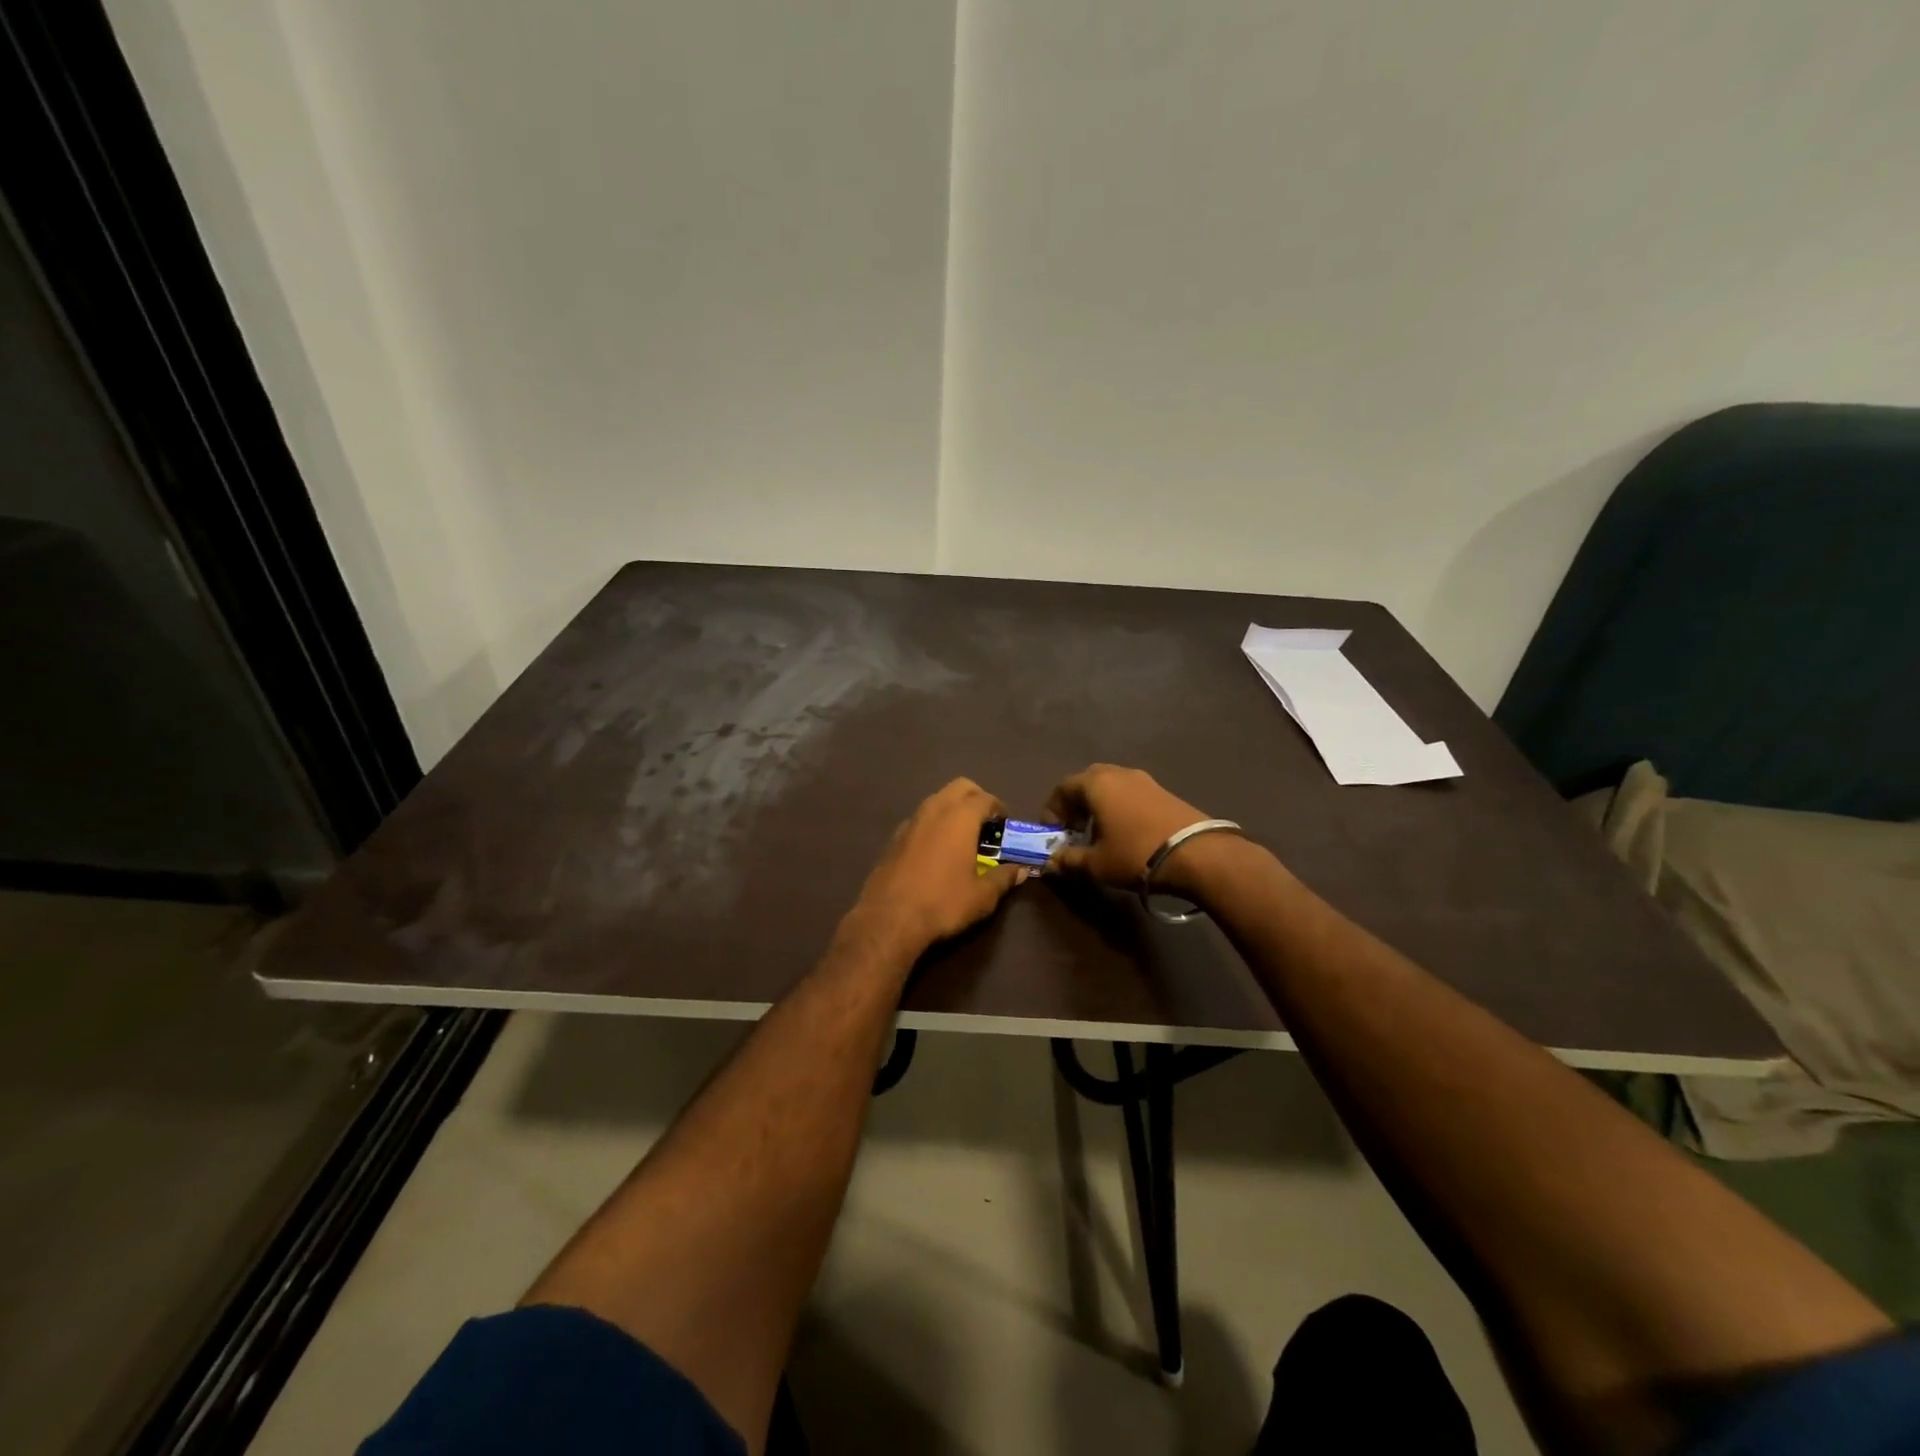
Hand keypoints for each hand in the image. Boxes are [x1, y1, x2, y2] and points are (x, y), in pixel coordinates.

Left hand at [848, 778, 1026, 958]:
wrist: (888, 919)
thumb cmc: (943, 903)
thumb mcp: (982, 896)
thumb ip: (1004, 878)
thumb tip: (1020, 870)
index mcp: (959, 818)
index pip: (985, 798)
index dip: (999, 808)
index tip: (1005, 825)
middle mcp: (934, 810)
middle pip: (959, 787)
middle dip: (976, 798)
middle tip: (986, 823)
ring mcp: (910, 822)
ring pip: (936, 800)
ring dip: (953, 810)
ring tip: (963, 837)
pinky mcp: (894, 838)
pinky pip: (920, 819)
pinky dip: (933, 825)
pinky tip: (936, 851)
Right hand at [1045, 764, 1214, 890]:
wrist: (1197, 854)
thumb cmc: (1135, 854)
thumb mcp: (1097, 864)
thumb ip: (1069, 860)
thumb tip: (1052, 862)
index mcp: (1096, 784)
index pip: (1062, 788)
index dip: (1052, 810)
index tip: (1052, 833)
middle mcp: (1118, 773)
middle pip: (1087, 782)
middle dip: (1075, 804)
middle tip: (1074, 830)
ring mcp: (1144, 780)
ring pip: (1111, 786)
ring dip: (1099, 805)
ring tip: (1099, 833)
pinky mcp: (1164, 791)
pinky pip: (1131, 793)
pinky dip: (1119, 807)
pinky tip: (1125, 832)